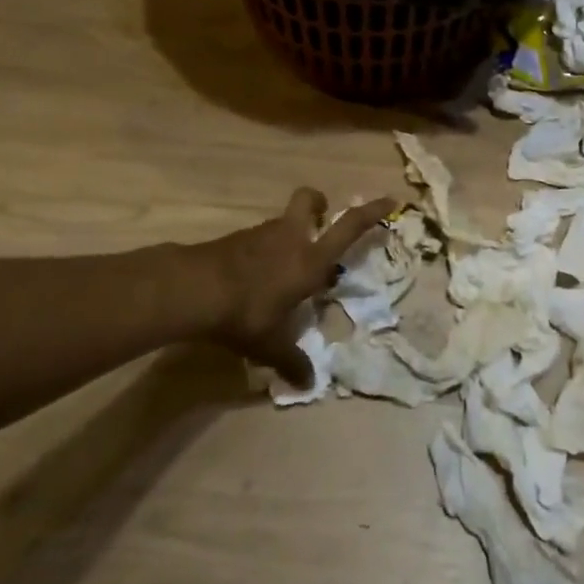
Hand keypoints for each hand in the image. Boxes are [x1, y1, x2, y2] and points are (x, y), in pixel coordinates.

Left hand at [178, 189, 396, 386]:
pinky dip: (263, 251)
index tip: (390, 199)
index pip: (349, 227)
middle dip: (318, 203)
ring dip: (288, 235)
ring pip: (282, 222)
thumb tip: (309, 384)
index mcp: (310, 260)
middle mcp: (290, 238)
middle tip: (319, 220)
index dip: (372, 211)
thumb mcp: (270, 344)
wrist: (193, 289)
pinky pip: (259, 238)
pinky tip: (253, 278)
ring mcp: (261, 234)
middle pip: (309, 201)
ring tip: (282, 269)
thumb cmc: (245, 312)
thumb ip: (291, 361)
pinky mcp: (236, 239)